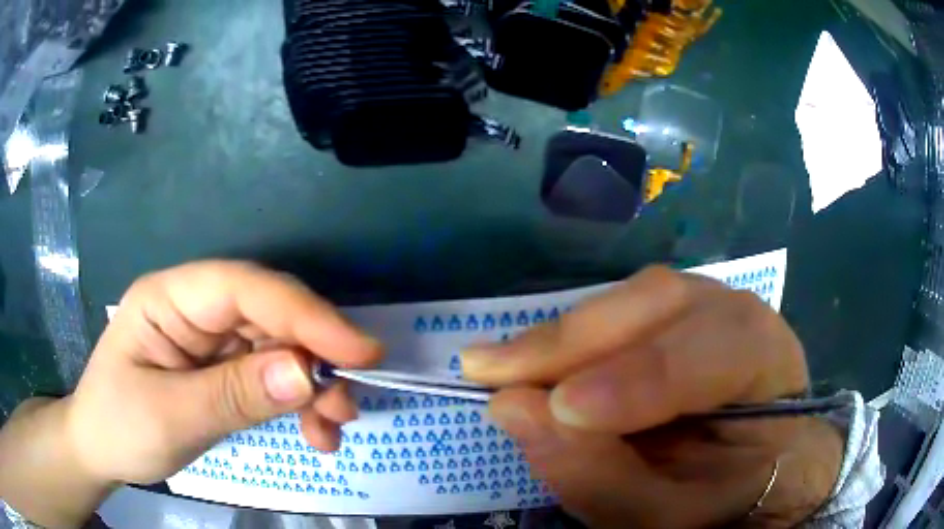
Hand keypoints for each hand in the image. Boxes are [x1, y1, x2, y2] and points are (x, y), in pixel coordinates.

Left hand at [67, 261, 381, 485]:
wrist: (101, 449)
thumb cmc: (118, 426)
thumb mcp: (171, 417)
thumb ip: (234, 394)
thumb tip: (307, 374)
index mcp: (170, 298)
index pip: (244, 288)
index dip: (304, 314)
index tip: (360, 352)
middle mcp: (196, 308)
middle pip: (269, 315)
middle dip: (316, 358)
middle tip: (348, 404)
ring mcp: (211, 339)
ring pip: (279, 348)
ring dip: (314, 388)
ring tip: (333, 428)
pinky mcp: (222, 369)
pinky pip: (272, 377)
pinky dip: (300, 405)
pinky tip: (315, 434)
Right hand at [462, 267, 843, 527]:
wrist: (748, 474)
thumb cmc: (717, 499)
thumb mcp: (664, 514)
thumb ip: (601, 478)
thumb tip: (513, 409)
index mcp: (769, 368)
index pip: (716, 351)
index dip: (640, 378)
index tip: (558, 410)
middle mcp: (743, 319)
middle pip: (665, 303)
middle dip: (577, 340)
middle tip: (490, 370)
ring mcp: (709, 307)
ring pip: (636, 297)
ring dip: (565, 335)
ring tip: (504, 366)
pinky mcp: (676, 315)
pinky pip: (622, 309)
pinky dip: (574, 335)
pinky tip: (536, 359)